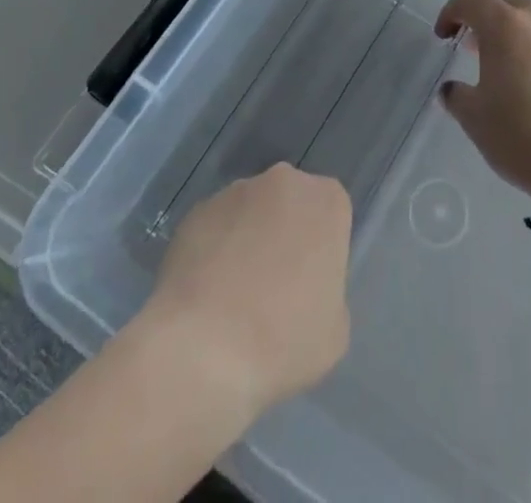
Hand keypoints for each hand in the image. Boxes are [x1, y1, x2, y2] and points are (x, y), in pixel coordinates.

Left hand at [145, 164, 351, 417]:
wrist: (203, 349)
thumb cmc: (283, 340)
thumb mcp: (334, 332)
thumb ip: (328, 292)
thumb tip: (303, 289)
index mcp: (327, 202)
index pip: (331, 214)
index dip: (320, 249)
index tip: (309, 286)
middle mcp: (284, 182)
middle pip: (290, 204)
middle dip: (283, 234)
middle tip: (273, 289)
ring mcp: (236, 191)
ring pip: (250, 212)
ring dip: (246, 240)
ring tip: (231, 297)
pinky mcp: (196, 210)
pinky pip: (214, 228)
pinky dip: (213, 251)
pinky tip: (203, 295)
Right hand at [436, 0, 530, 223]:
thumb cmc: (523, 137)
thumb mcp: (476, 120)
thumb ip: (457, 96)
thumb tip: (452, 89)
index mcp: (505, 26)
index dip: (451, 10)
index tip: (443, 36)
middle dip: (478, 7)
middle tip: (465, 37)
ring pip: (527, 11)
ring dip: (504, 24)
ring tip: (493, 60)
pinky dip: (526, 40)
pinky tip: (523, 78)